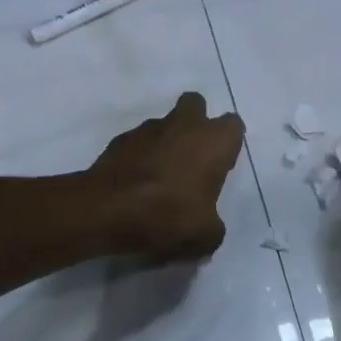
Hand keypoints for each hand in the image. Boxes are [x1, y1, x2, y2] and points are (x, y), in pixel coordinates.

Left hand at [86, 93, 245, 260]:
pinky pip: (138, 143)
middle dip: (196, 123)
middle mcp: (184, 125)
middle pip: (196, 105)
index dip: (228, 144)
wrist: (106, 210)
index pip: (233, 126)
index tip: (221, 166)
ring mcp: (148, 129)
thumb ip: (213, 228)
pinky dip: (140, 156)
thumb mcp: (204, 236)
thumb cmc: (168, 215)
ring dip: (167, 141)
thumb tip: (209, 229)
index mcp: (214, 141)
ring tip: (160, 177)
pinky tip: (136, 183)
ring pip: (165, 124)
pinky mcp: (120, 140)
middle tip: (193, 157)